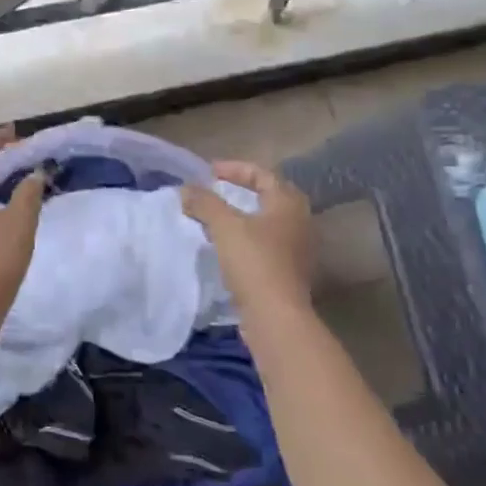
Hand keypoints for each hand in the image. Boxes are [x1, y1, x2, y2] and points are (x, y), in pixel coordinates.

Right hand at [182, 161, 315, 315]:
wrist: (275, 316)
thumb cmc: (254, 262)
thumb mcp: (224, 226)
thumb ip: (205, 203)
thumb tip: (186, 189)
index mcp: (288, 204)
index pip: (263, 174)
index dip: (235, 169)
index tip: (209, 172)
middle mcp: (299, 222)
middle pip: (270, 196)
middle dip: (243, 190)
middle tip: (217, 191)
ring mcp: (297, 248)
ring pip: (268, 221)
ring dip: (243, 216)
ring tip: (217, 218)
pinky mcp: (289, 271)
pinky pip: (266, 243)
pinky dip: (246, 237)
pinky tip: (227, 246)